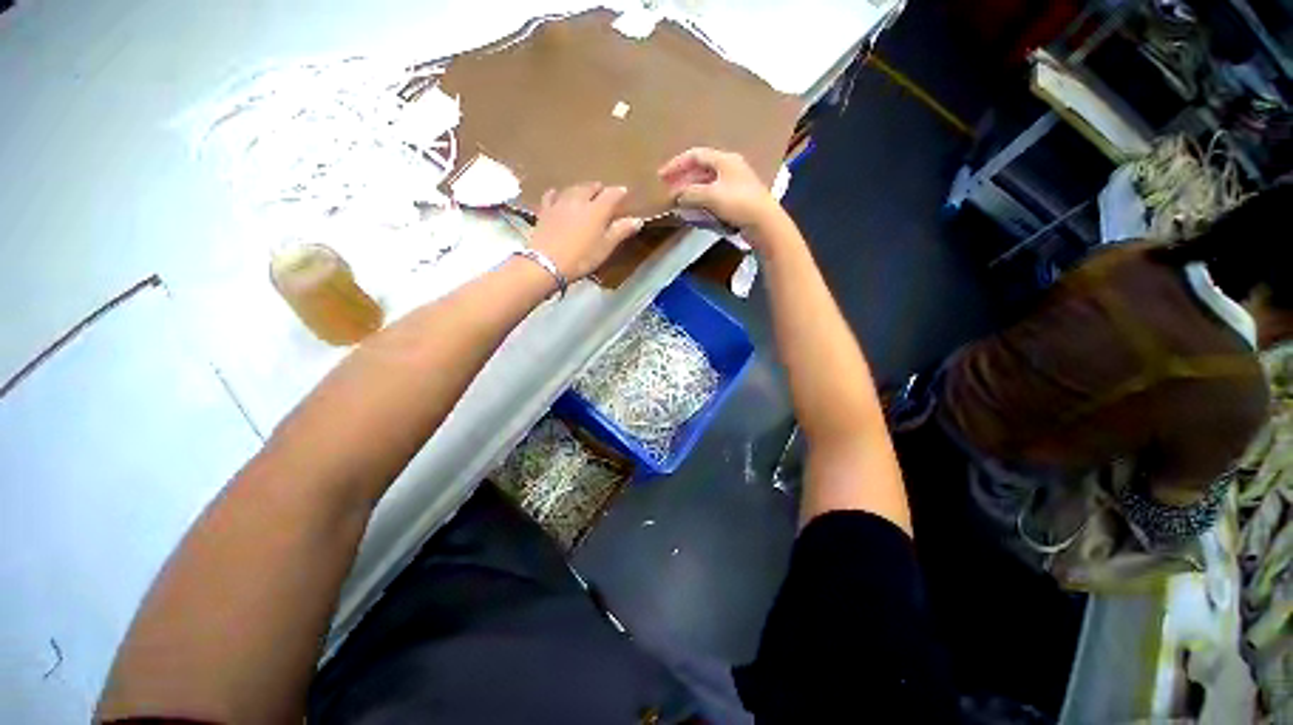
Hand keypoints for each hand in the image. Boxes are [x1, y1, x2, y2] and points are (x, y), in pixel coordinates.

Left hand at [530, 183, 642, 280]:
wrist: (547, 263)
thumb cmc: (582, 258)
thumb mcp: (605, 247)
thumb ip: (621, 231)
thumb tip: (637, 219)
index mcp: (597, 210)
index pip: (612, 194)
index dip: (619, 192)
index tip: (624, 192)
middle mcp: (579, 200)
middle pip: (591, 187)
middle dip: (599, 188)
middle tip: (604, 192)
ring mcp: (560, 203)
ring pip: (573, 189)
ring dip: (581, 189)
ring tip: (585, 192)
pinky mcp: (545, 211)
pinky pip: (551, 196)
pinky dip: (558, 194)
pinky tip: (557, 195)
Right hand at [658, 148, 787, 240]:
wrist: (765, 222)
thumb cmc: (738, 203)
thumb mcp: (711, 196)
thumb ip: (690, 193)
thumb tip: (677, 195)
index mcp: (725, 159)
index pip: (695, 155)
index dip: (676, 164)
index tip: (661, 176)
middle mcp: (731, 167)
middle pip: (701, 169)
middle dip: (683, 179)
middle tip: (668, 190)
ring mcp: (736, 182)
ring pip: (707, 183)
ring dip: (691, 191)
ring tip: (679, 202)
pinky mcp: (738, 198)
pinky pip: (714, 194)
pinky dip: (702, 200)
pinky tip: (695, 209)